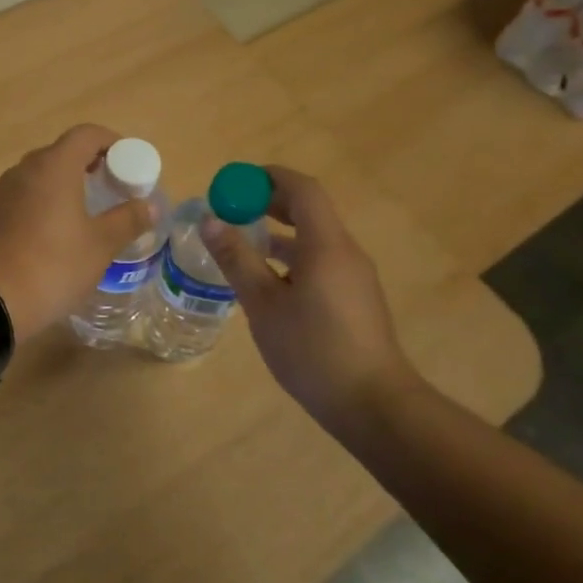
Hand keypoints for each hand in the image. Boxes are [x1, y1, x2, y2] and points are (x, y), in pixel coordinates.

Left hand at [0, 125, 154, 342]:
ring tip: (87, 211)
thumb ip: (128, 220)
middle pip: (62, 152)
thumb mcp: (100, 245)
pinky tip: (56, 232)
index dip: (111, 142)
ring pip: (41, 175)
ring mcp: (3, 191)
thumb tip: (150, 205)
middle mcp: (25, 170)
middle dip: (90, 163)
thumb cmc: (53, 265)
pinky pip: (25, 195)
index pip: (86, 134)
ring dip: (66, 183)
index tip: (128, 163)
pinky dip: (45, 201)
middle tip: (112, 188)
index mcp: (54, 166)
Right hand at [200, 165, 421, 425]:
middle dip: (270, 202)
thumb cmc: (312, 350)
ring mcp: (354, 275)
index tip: (236, 182)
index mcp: (326, 245)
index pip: (302, 189)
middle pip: (309, 210)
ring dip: (280, 231)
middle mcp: (345, 251)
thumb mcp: (263, 304)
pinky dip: (293, 256)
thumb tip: (210, 220)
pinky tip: (268, 282)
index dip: (269, 177)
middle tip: (232, 209)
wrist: (372, 404)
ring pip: (314, 238)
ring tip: (243, 243)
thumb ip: (236, 259)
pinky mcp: (355, 297)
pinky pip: (321, 260)